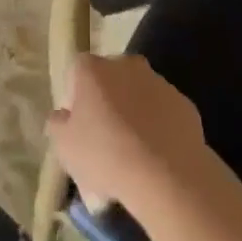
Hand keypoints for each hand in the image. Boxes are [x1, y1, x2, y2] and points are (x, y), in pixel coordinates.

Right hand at [47, 54, 212, 220]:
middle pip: (110, 79)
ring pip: (138, 93)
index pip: (77, 71)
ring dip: (133, 112)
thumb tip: (62, 115)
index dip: (74, 97)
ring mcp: (159, 82)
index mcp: (93, 69)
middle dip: (106, 100)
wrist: (166, 175)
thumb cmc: (105, 155)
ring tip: (132, 151)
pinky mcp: (184, 103)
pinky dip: (158, 126)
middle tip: (103, 137)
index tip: (77, 125)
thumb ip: (58, 123)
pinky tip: (156, 155)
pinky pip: (163, 111)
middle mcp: (127, 65)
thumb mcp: (64, 146)